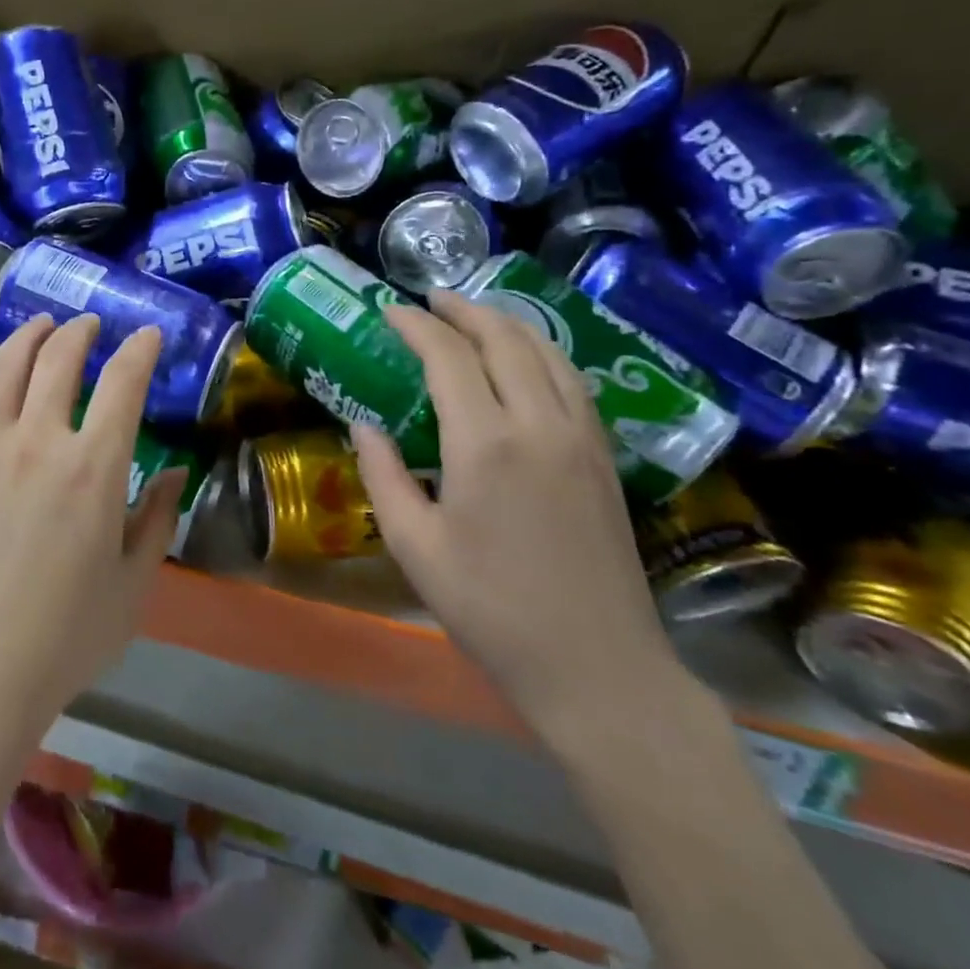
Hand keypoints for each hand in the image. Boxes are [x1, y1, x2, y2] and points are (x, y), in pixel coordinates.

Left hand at [0, 314, 185, 732]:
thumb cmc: (62, 638)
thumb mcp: (133, 586)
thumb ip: (158, 521)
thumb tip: (176, 472)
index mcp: (94, 468)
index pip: (123, 383)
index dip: (140, 350)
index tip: (149, 335)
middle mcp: (41, 439)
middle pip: (61, 358)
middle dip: (82, 332)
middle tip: (92, 324)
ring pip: (10, 364)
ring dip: (32, 335)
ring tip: (44, 324)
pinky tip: (0, 368)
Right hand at [350, 293, 682, 745]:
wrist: (598, 669)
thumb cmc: (491, 609)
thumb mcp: (413, 546)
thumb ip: (382, 475)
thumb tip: (363, 424)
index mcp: (485, 444)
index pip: (449, 357)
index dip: (416, 326)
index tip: (388, 311)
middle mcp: (539, 425)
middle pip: (505, 339)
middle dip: (464, 310)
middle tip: (430, 299)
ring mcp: (581, 439)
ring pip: (547, 353)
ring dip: (507, 324)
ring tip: (475, 316)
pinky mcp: (605, 458)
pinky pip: (572, 381)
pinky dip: (542, 353)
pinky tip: (525, 361)